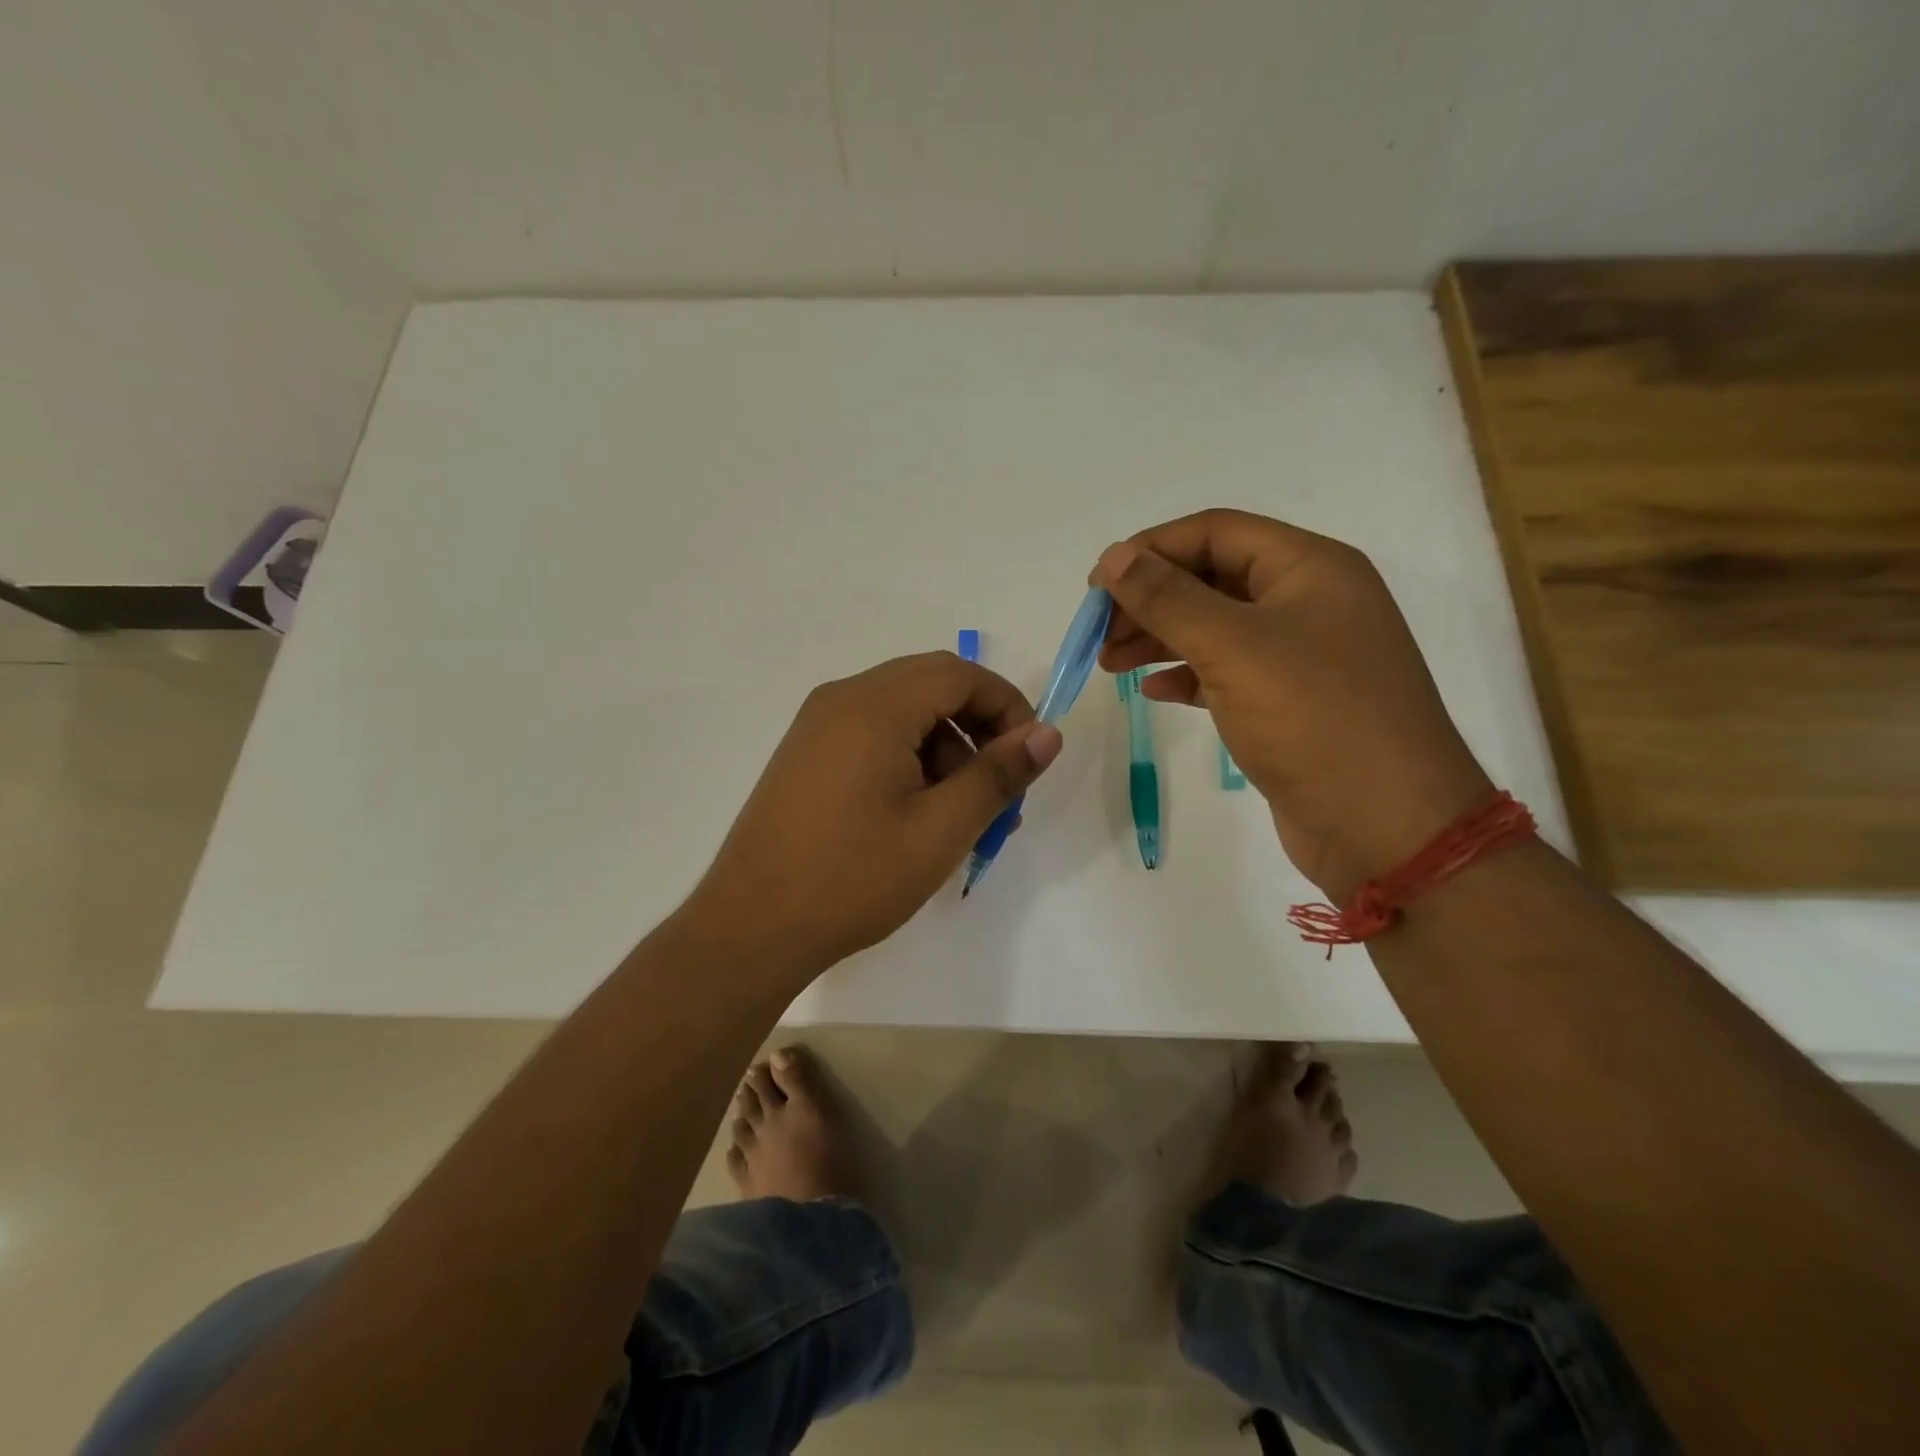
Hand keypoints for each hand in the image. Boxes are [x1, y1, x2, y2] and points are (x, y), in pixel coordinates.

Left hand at [681, 652, 1063, 977]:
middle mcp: (842, 699)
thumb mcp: (940, 829)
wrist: (751, 927)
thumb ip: (997, 775)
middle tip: (1001, 786)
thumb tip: (1047, 734)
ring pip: (902, 711)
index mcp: (874, 706)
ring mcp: (817, 726)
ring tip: (964, 812)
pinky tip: (918, 812)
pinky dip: (909, 757)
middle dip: (978, 726)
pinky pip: (872, 733)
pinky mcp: (806, 754)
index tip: (1029, 757)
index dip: (1007, 706)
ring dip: (945, 746)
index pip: (959, 675)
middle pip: (930, 685)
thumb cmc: (853, 878)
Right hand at [1094, 509, 1491, 899]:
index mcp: (1309, 568)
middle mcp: (1309, 601)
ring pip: (1215, 628)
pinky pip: (1228, 672)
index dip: (1151, 550)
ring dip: (1159, 639)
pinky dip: (1187, 676)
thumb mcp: (1233, 647)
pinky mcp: (1290, 703)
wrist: (1386, 826)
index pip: (1215, 532)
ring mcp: (1302, 655)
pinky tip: (1153, 692)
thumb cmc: (1313, 718)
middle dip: (1150, 600)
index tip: (1097, 585)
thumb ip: (1168, 598)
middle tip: (1098, 634)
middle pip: (1211, 579)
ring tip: (1108, 664)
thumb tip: (1113, 556)